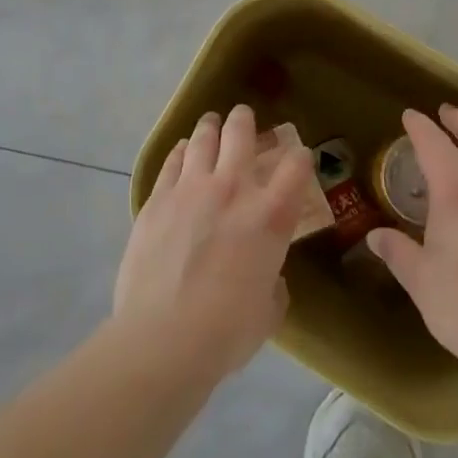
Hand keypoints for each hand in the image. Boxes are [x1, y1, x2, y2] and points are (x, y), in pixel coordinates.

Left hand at [114, 106, 314, 381]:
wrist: (162, 338)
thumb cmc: (226, 331)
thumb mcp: (268, 310)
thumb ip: (273, 283)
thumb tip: (267, 276)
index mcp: (271, 215)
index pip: (296, 165)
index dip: (300, 156)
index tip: (298, 157)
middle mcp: (234, 189)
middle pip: (242, 133)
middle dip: (246, 120)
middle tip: (244, 119)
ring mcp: (191, 188)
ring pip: (203, 138)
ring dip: (211, 126)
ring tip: (211, 123)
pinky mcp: (157, 198)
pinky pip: (172, 161)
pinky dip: (181, 151)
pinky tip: (183, 150)